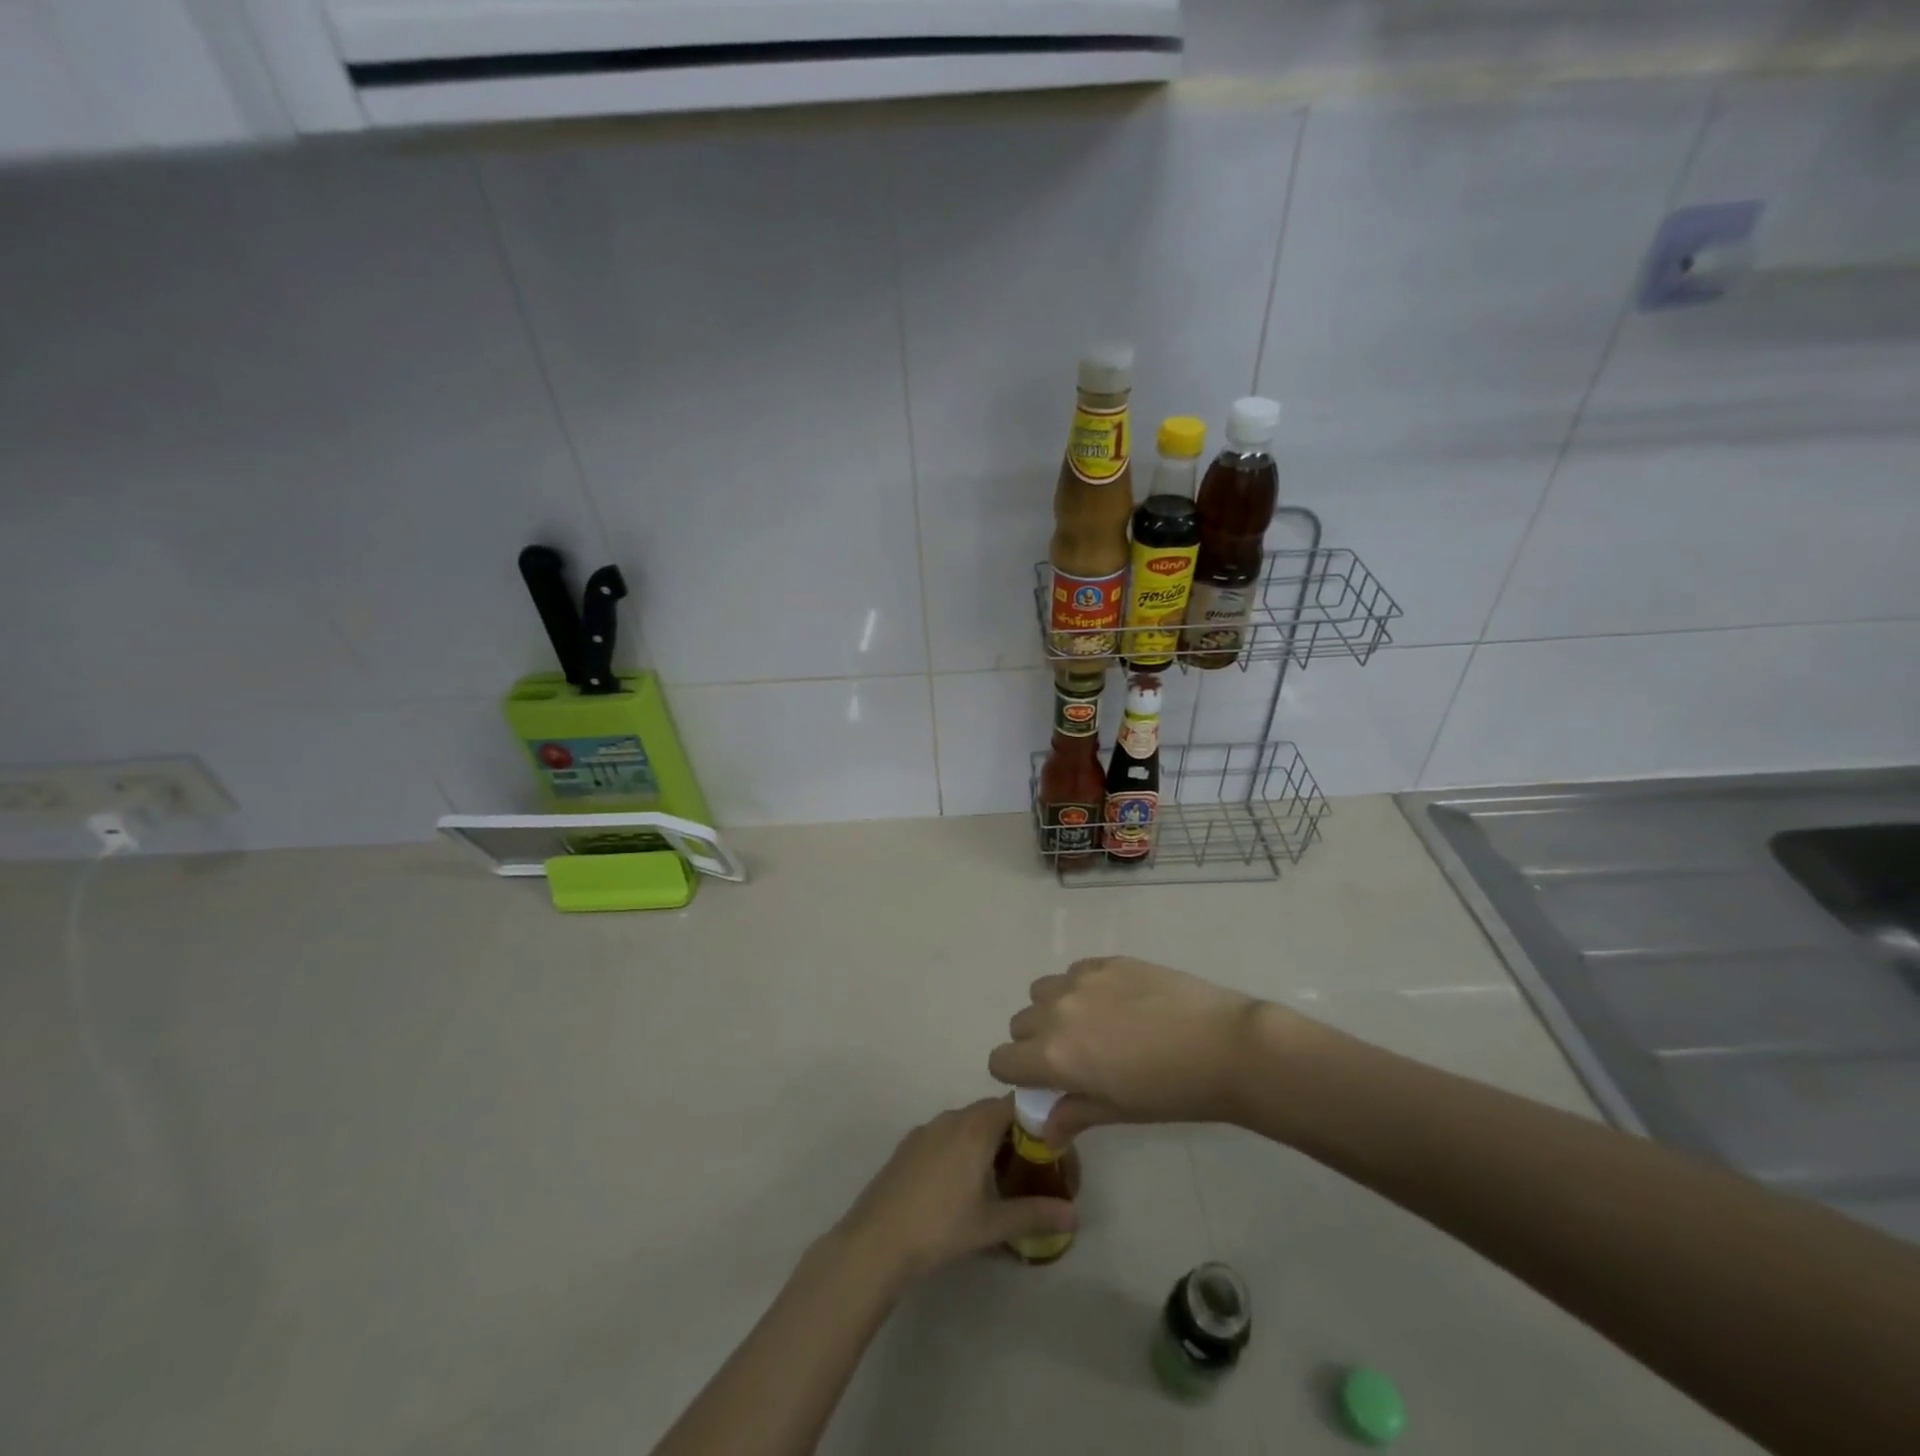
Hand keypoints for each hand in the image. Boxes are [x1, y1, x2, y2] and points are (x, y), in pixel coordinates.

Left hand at [833, 1097, 1075, 1286]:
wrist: (876, 1240)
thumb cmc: (940, 1227)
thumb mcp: (992, 1224)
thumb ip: (1035, 1214)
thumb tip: (1075, 1216)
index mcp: (975, 1127)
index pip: (1015, 1103)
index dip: (1036, 1117)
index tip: (1052, 1144)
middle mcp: (952, 1117)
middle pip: (991, 1112)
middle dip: (1013, 1132)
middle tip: (1032, 1165)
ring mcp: (926, 1129)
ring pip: (967, 1123)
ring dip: (986, 1140)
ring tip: (999, 1177)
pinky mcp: (909, 1145)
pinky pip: (946, 1134)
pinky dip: (961, 1147)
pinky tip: (961, 1184)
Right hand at [988, 956, 1268, 1140]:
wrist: (1223, 1045)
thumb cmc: (1171, 1092)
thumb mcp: (1118, 1111)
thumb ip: (1072, 1113)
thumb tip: (1044, 1129)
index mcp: (1052, 1055)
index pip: (1002, 1060)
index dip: (1016, 1074)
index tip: (1041, 1083)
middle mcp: (1056, 1012)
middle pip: (1020, 1024)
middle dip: (1034, 1042)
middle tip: (1073, 1057)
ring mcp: (1080, 980)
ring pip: (1042, 992)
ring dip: (1054, 1010)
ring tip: (1092, 1025)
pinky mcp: (1106, 961)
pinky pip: (1074, 972)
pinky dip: (1081, 988)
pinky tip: (1117, 1003)